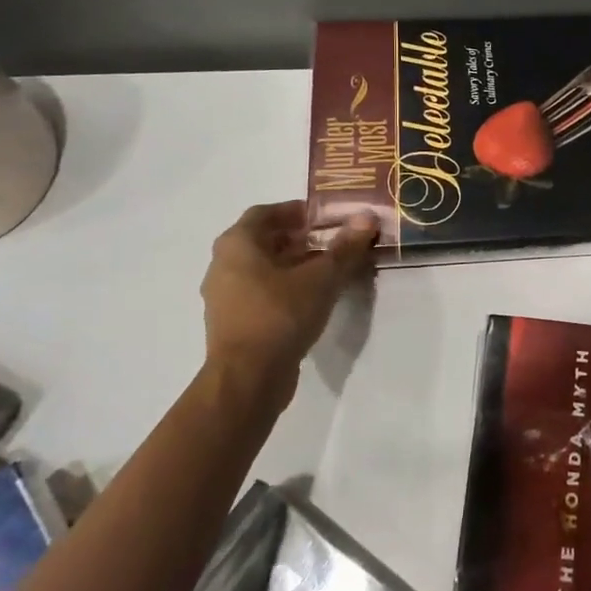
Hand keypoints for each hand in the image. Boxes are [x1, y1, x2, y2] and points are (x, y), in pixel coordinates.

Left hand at [201, 202, 377, 405]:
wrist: (248, 378)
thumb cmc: (281, 314)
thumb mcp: (322, 278)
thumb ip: (345, 247)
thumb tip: (367, 217)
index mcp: (237, 244)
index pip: (265, 212)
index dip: (296, 211)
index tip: (324, 218)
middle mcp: (223, 264)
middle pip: (262, 240)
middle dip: (297, 238)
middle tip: (330, 241)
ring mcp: (224, 296)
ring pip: (260, 268)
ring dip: (291, 264)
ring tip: (325, 270)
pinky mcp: (232, 322)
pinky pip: (258, 293)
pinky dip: (282, 287)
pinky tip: (309, 298)